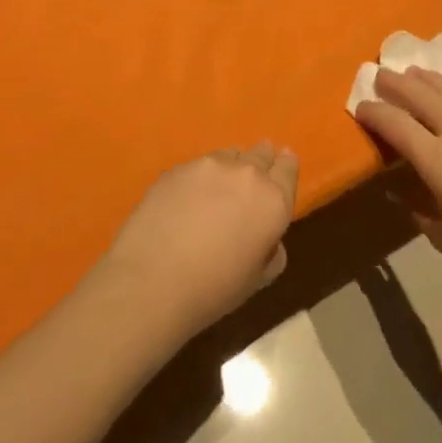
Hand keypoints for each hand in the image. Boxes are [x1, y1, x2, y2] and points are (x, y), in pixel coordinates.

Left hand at [89, 142, 298, 344]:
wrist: (153, 281)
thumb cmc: (215, 289)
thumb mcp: (259, 278)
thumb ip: (271, 250)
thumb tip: (266, 237)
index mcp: (273, 200)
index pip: (288, 169)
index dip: (286, 165)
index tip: (284, 162)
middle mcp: (246, 174)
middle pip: (260, 154)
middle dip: (261, 159)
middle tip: (254, 171)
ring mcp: (208, 167)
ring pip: (228, 155)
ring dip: (230, 166)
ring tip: (220, 184)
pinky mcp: (176, 169)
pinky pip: (197, 166)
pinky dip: (200, 177)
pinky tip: (188, 196)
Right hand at [355, 67, 441, 297]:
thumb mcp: (441, 234)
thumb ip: (418, 206)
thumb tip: (404, 190)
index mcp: (438, 161)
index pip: (396, 124)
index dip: (374, 113)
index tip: (359, 107)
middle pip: (423, 97)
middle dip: (398, 84)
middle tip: (379, 74)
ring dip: (430, 81)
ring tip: (414, 72)